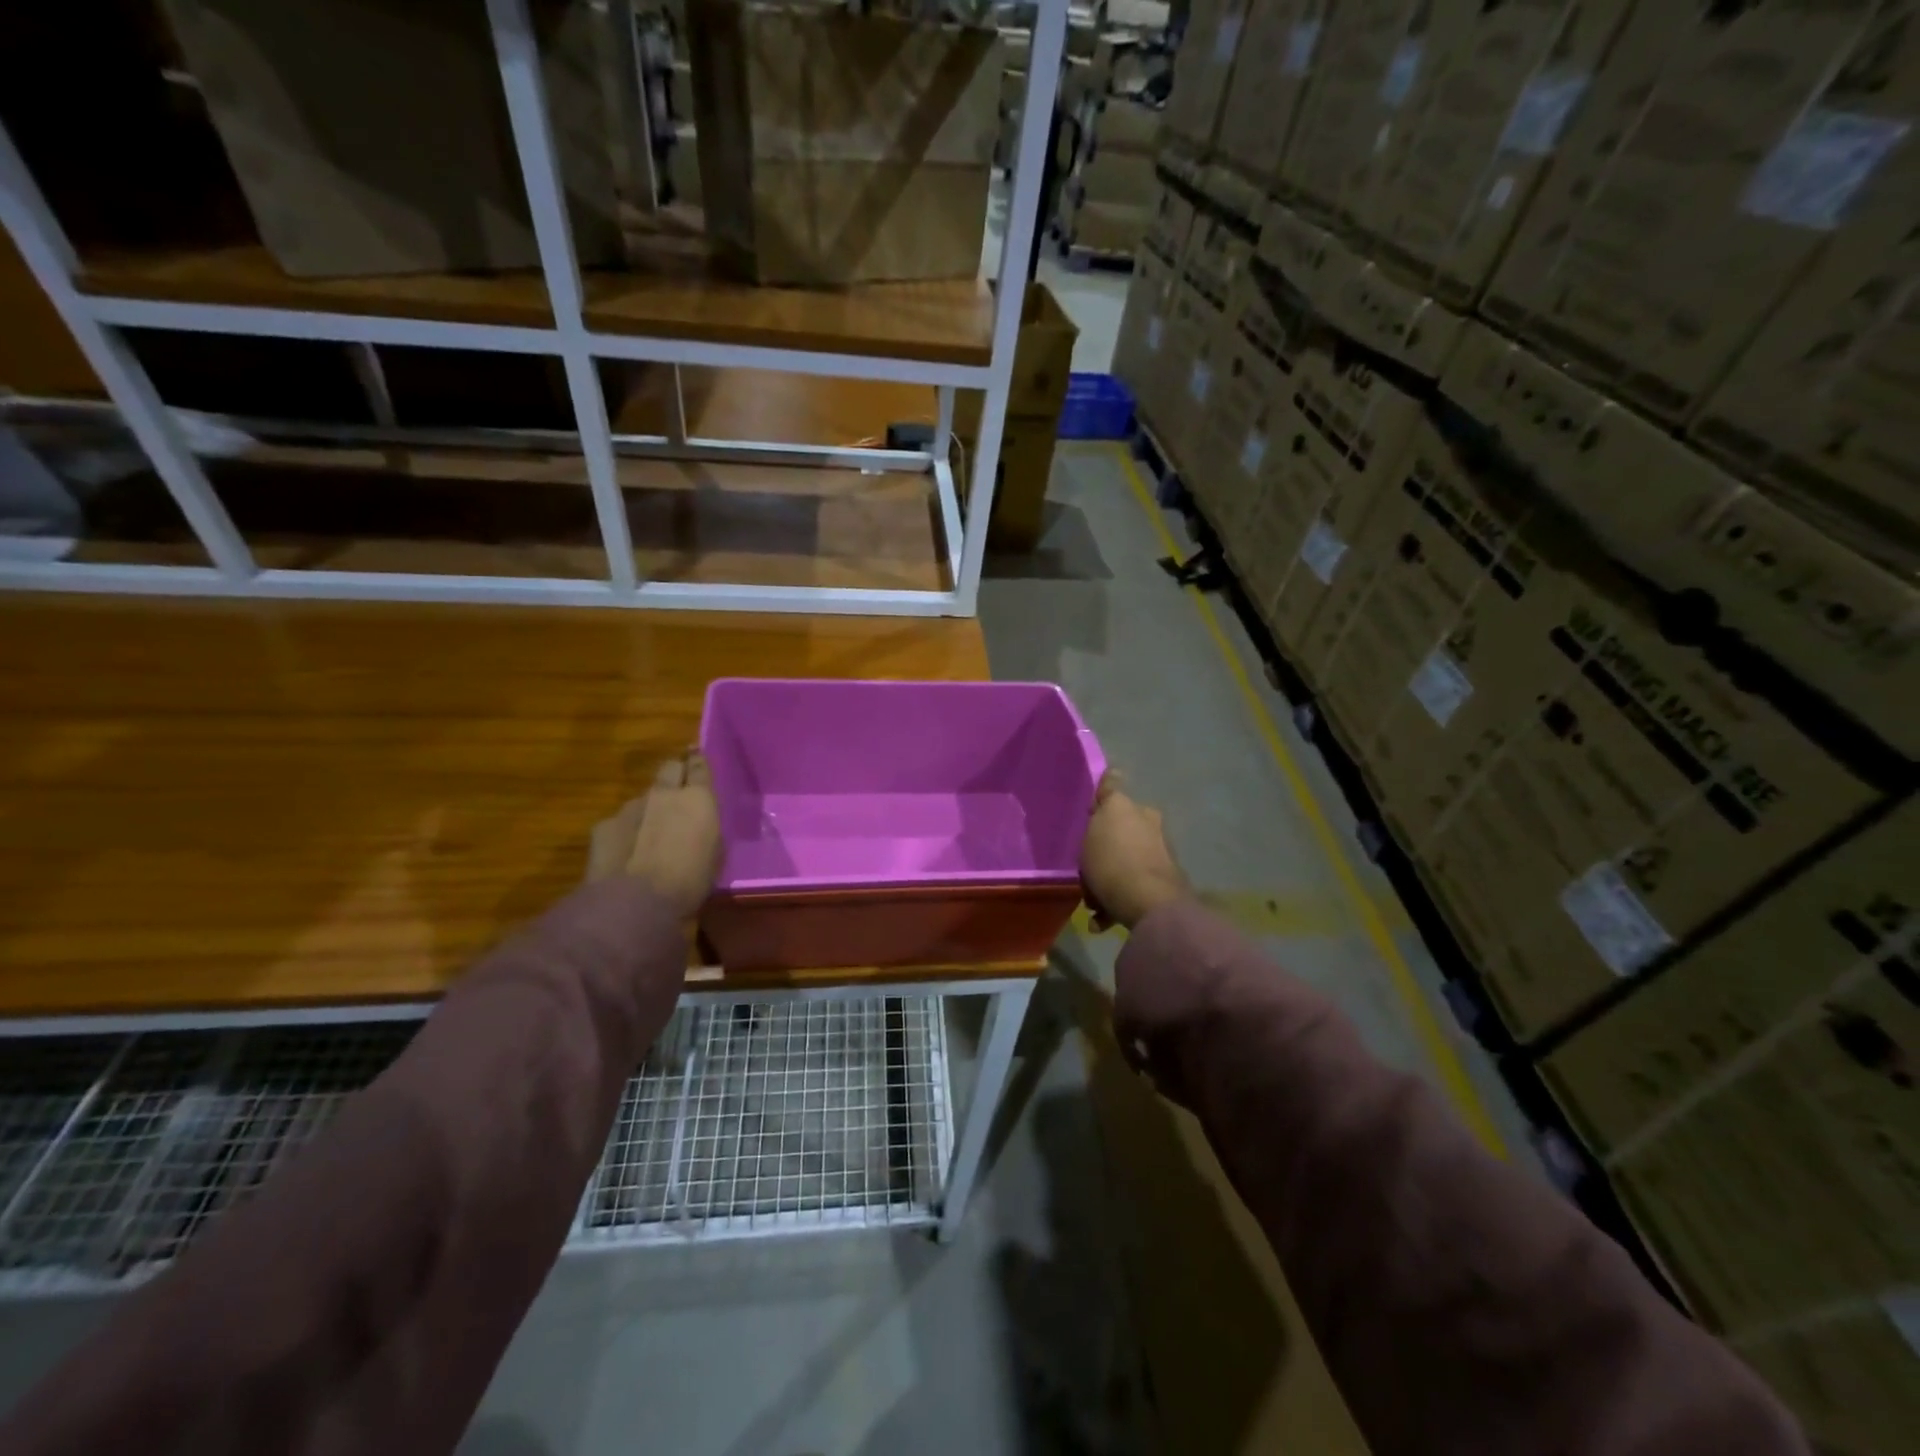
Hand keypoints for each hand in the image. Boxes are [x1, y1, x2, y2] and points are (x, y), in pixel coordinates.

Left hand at [587, 749, 722, 920]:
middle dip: (674, 773)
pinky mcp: (604, 825)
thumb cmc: (690, 881)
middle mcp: (664, 794)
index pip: (699, 765)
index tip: (697, 756)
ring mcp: (631, 807)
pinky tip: (626, 853)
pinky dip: (626, 831)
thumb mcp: (714, 855)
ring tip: (650, 833)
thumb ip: (706, 830)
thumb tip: (700, 826)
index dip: (698, 761)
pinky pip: (620, 822)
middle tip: (678, 788)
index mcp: (698, 798)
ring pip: (643, 798)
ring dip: (649, 808)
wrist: (635, 902)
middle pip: (669, 767)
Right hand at [1080, 773, 1188, 931]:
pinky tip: (1100, 919)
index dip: (1101, 798)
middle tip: (1085, 865)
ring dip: (1108, 878)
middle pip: (1120, 833)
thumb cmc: (1114, 859)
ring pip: (1124, 863)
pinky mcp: (1160, 889)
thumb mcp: (1100, 822)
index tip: (1089, 808)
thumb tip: (1115, 772)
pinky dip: (1115, 901)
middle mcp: (1152, 830)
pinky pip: (1130, 890)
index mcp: (1138, 811)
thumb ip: (1106, 797)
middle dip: (1104, 848)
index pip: (1115, 794)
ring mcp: (1158, 860)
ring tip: (1090, 900)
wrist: (1148, 904)